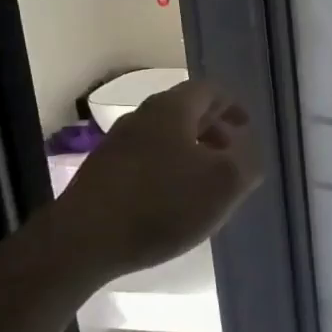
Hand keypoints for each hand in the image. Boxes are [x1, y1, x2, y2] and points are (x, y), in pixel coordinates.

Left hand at [18, 79, 262, 288]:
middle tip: (230, 152)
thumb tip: (248, 158)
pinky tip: (172, 201)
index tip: (245, 126)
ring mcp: (116, 145)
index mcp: (172, 109)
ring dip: (189, 151)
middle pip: (183, 111)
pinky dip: (166, 169)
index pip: (208, 90)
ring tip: (204, 182)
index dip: (231, 105)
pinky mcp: (101, 174)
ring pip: (163, 137)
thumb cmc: (162, 204)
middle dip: (211, 128)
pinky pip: (144, 160)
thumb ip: (246, 166)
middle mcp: (141, 118)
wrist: (83, 241)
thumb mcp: (223, 186)